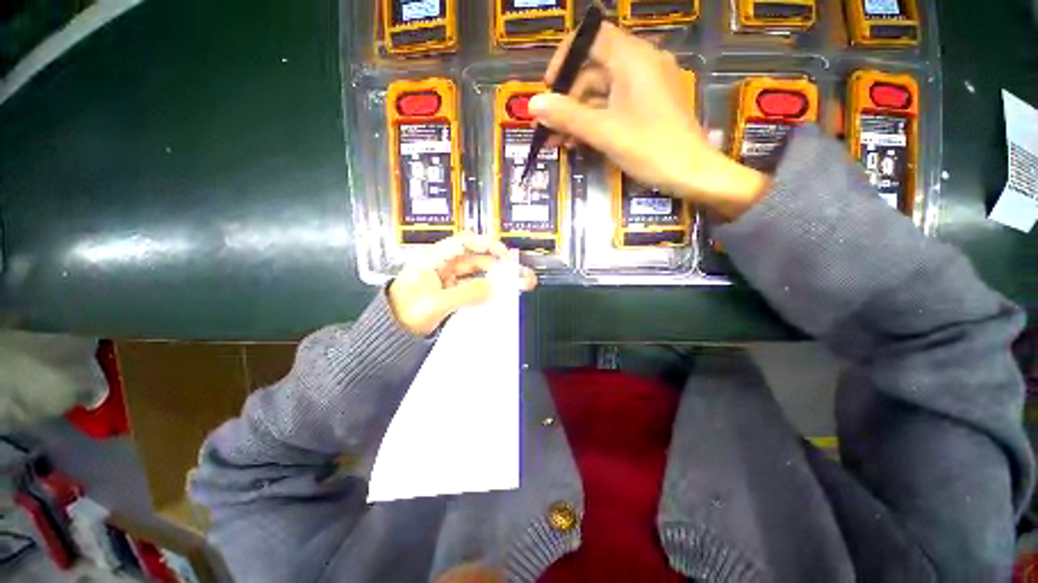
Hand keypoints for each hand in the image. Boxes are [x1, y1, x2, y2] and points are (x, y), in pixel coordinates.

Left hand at [388, 232, 536, 336]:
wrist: (391, 334)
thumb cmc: (403, 313)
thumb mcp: (435, 303)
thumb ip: (465, 294)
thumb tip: (491, 288)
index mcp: (434, 259)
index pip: (465, 243)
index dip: (487, 245)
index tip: (505, 255)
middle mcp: (443, 266)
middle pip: (477, 260)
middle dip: (499, 266)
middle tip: (519, 275)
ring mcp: (449, 281)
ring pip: (478, 275)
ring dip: (497, 279)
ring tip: (517, 286)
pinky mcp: (452, 294)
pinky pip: (474, 289)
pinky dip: (487, 291)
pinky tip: (499, 296)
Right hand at [528, 23, 768, 218]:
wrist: (691, 173)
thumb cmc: (650, 148)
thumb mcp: (603, 132)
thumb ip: (567, 116)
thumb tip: (533, 104)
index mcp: (633, 58)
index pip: (591, 38)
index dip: (565, 59)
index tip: (549, 89)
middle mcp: (641, 64)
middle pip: (594, 70)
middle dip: (567, 99)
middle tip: (548, 128)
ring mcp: (646, 86)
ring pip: (602, 93)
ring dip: (578, 116)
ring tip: (558, 143)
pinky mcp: (649, 106)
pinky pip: (615, 106)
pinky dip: (595, 121)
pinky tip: (579, 142)